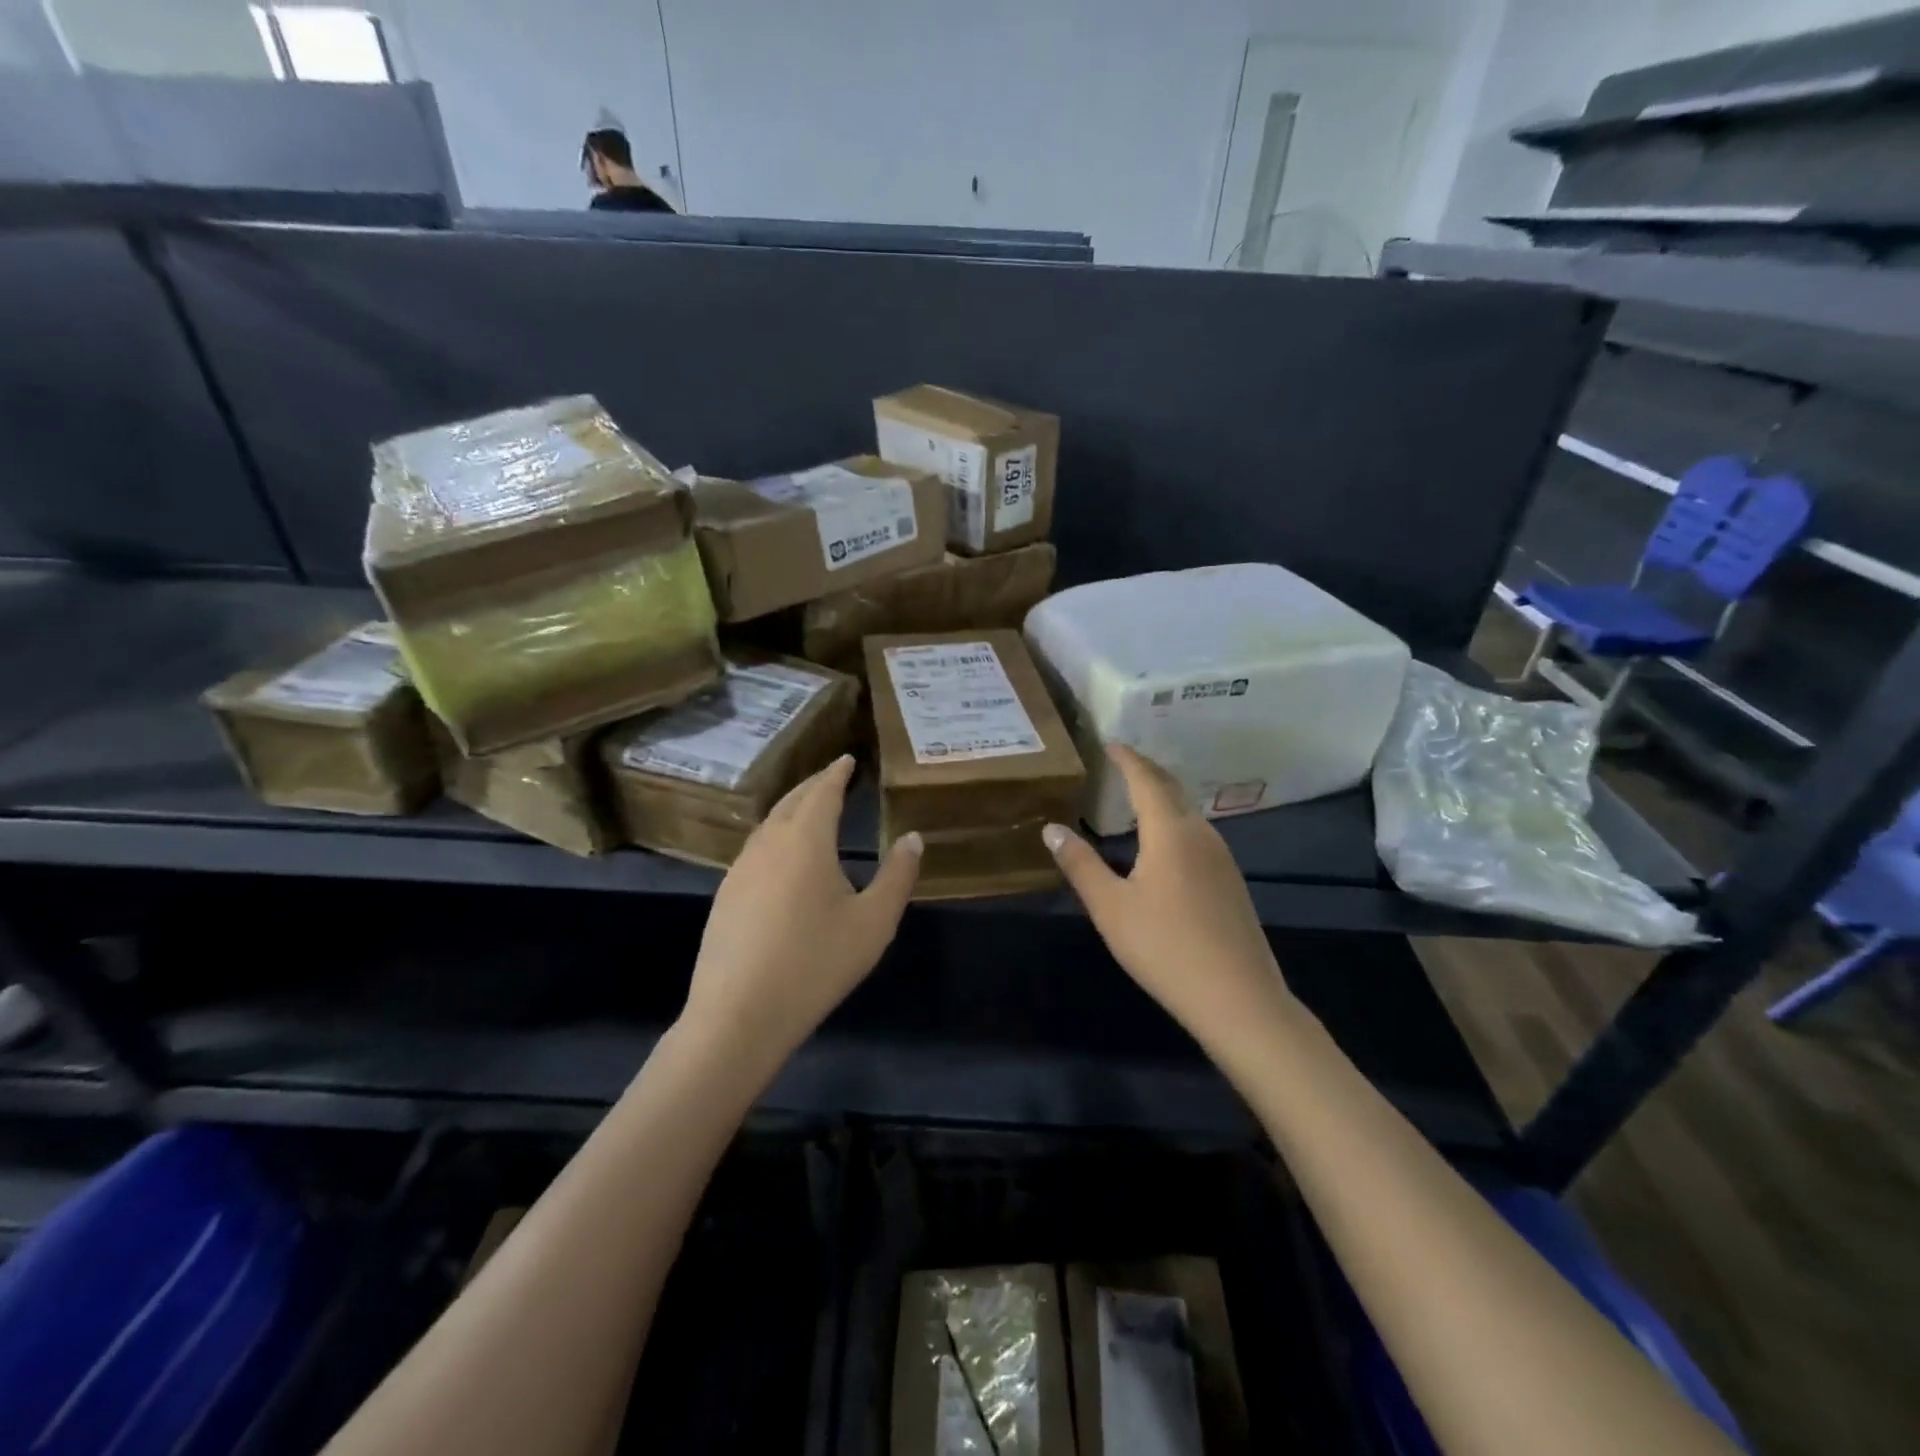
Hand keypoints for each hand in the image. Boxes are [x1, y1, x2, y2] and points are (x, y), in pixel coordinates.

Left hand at [681, 755, 920, 1067]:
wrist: (738, 1015)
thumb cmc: (816, 963)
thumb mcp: (874, 922)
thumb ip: (898, 875)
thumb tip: (913, 837)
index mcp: (806, 840)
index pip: (822, 791)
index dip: (836, 772)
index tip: (847, 759)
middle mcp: (768, 843)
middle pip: (791, 801)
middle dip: (813, 786)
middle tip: (832, 778)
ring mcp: (740, 869)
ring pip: (769, 825)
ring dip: (791, 810)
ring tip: (810, 812)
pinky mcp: (725, 896)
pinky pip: (756, 850)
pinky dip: (775, 837)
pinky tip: (783, 859)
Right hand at [1043, 745, 1292, 1049]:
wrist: (1239, 999)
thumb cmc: (1165, 948)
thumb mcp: (1111, 908)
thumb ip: (1080, 865)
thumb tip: (1051, 829)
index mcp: (1170, 832)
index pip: (1146, 779)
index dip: (1126, 758)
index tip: (1109, 743)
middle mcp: (1201, 834)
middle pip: (1172, 789)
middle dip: (1146, 771)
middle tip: (1120, 762)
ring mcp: (1222, 858)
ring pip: (1187, 813)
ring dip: (1162, 796)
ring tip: (1136, 797)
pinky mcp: (1231, 882)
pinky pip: (1197, 835)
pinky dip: (1174, 822)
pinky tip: (1163, 844)